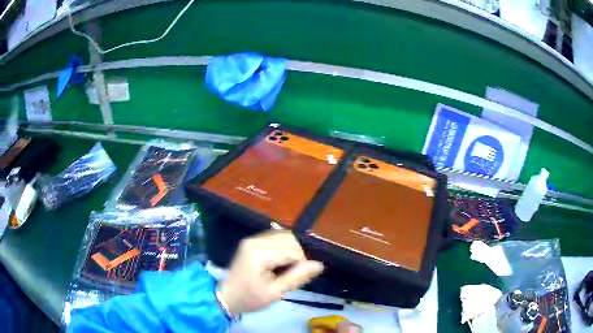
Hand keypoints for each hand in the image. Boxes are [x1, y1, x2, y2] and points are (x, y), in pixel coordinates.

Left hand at [218, 230, 323, 314]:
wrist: (226, 297)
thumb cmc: (250, 299)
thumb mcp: (275, 293)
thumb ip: (296, 277)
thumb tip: (319, 265)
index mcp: (258, 253)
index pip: (292, 249)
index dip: (302, 262)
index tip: (299, 278)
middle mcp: (255, 241)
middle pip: (288, 238)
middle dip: (297, 254)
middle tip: (293, 273)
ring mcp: (252, 239)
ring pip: (283, 236)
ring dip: (291, 250)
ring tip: (287, 268)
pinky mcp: (251, 242)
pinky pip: (275, 238)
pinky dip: (283, 248)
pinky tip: (279, 262)